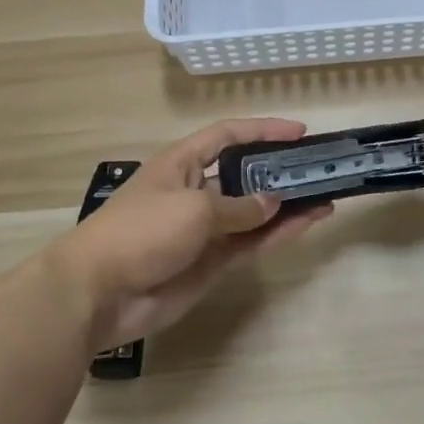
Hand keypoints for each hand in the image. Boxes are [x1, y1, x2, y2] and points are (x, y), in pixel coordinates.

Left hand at [45, 118, 332, 351]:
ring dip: (287, 206)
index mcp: (183, 164)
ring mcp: (204, 229)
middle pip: (246, 175)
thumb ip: (240, 207)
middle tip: (318, 170)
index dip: (263, 130)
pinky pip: (251, 243)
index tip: (299, 132)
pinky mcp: (211, 262)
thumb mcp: (194, 208)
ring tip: (325, 198)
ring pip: (254, 213)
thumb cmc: (141, 231)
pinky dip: (277, 235)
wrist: (98, 294)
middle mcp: (196, 191)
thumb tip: (274, 202)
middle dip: (280, 171)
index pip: (228, 136)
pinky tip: (305, 225)